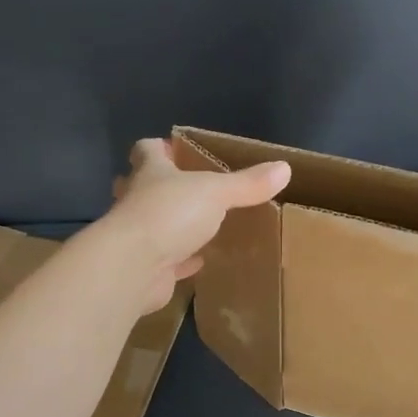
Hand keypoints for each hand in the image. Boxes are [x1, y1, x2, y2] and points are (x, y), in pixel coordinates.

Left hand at [100, 138, 291, 312]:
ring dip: (168, 224)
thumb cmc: (169, 214)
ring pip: (152, 224)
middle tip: (179, 188)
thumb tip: (284, 168)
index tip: (170, 148)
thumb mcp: (216, 192)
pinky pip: (166, 261)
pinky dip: (181, 260)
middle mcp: (138, 201)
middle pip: (140, 186)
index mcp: (151, 174)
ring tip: (193, 224)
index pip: (146, 151)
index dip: (157, 148)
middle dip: (155, 185)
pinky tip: (198, 261)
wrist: (133, 267)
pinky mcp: (146, 268)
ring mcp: (138, 236)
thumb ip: (247, 183)